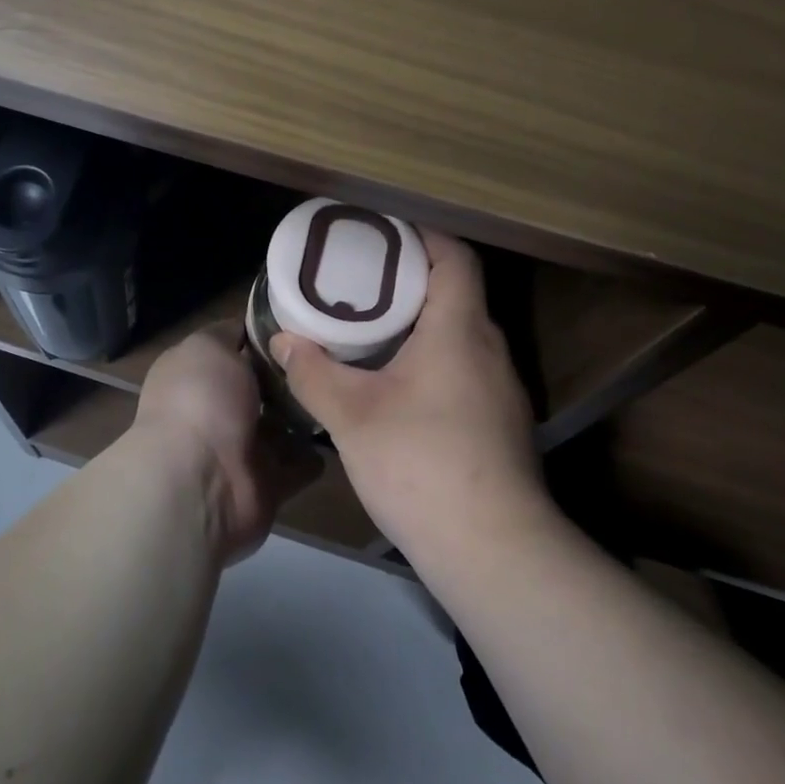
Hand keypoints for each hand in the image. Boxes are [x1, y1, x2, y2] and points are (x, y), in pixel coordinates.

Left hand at [133, 321, 321, 565]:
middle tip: (337, 354)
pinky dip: (315, 455)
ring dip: (306, 412)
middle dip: (292, 374)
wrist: (199, 483)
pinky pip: (297, 465)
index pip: (236, 347)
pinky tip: (342, 429)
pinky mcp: (266, 484)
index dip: (267, 335)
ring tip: (344, 388)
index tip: (307, 322)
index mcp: (196, 374)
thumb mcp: (209, 346)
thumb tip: (249, 326)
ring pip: (281, 425)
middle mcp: (216, 409)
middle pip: (262, 386)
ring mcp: (240, 449)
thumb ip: (230, 333)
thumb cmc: (201, 401)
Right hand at [269, 230, 546, 561]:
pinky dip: (430, 358)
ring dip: (418, 323)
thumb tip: (284, 341)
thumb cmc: (421, 464)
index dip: (422, 235)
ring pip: (458, 334)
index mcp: (459, 329)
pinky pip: (462, 367)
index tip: (382, 233)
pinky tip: (395, 385)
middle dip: (408, 280)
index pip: (454, 257)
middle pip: (455, 292)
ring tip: (369, 328)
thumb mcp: (351, 415)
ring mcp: (500, 388)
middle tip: (359, 281)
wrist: (494, 550)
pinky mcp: (499, 422)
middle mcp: (489, 348)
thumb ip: (312, 372)